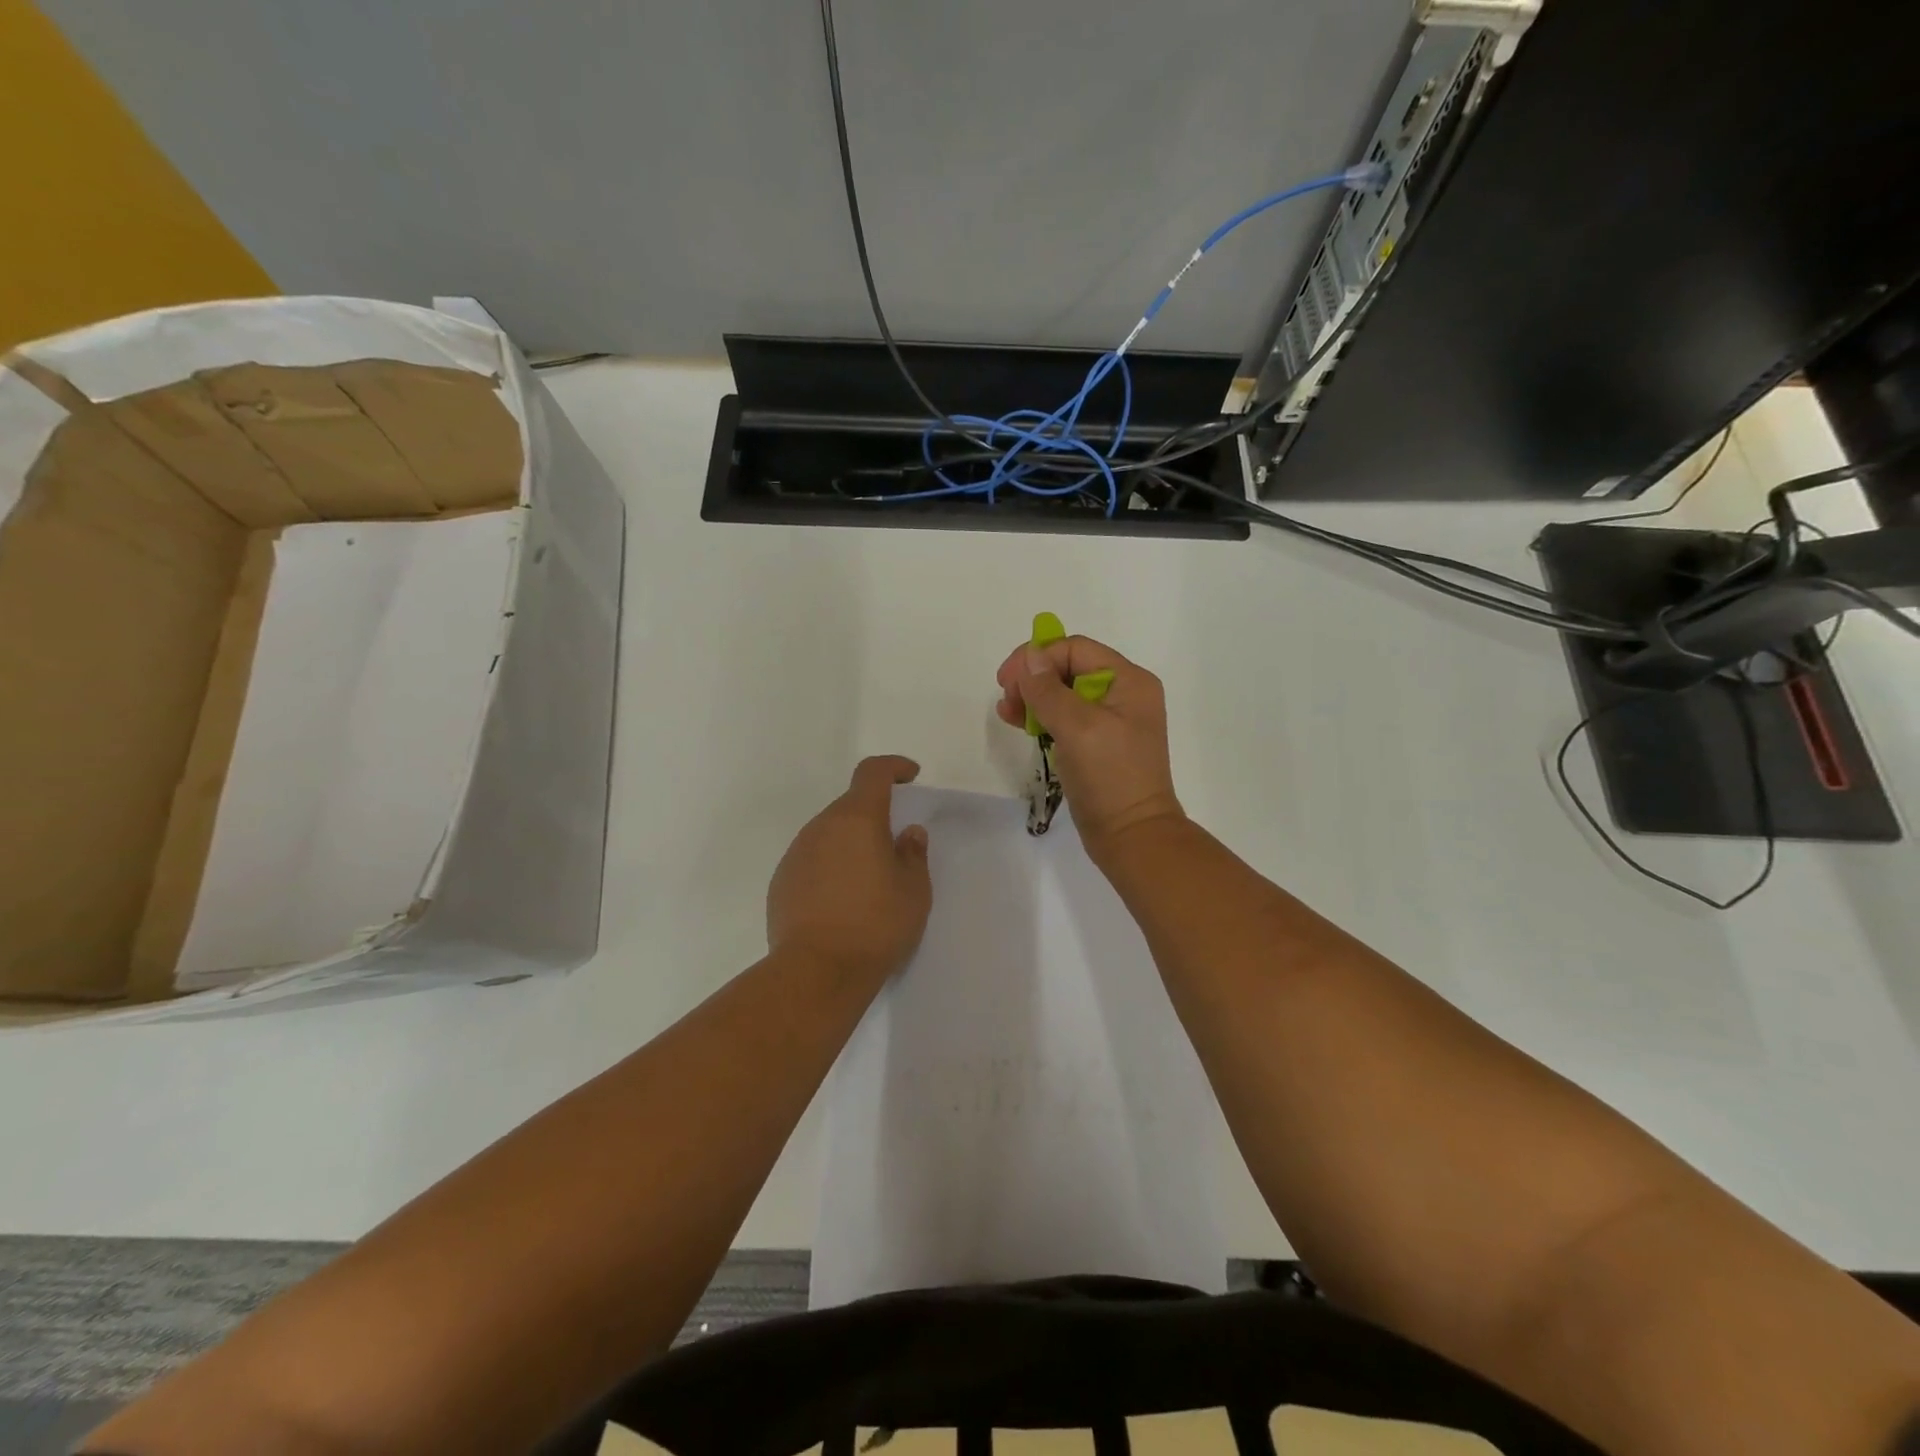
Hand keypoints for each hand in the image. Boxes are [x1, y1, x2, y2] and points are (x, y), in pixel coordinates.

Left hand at [767, 756, 931, 984]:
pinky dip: (830, 868)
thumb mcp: (914, 891)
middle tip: (895, 847)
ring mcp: (796, 854)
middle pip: (850, 806)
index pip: (872, 772)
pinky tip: (842, 902)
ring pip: (829, 835)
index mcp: (857, 819)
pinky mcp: (781, 882)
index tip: (910, 776)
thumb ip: (913, 855)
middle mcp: (821, 827)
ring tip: (869, 881)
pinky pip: (812, 861)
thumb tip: (908, 834)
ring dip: (850, 844)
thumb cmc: (876, 925)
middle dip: (874, 816)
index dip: (893, 767)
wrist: (817, 972)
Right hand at [995, 635, 1184, 859]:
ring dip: (1033, 697)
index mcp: (1129, 681)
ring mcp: (1111, 720)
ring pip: (1063, 693)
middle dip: (1033, 678)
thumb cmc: (1109, 776)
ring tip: (1007, 712)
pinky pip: (1065, 718)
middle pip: (1068, 668)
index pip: (1076, 649)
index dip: (1038, 658)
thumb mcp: (1077, 726)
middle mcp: (1123, 694)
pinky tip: (1019, 723)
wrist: (1132, 836)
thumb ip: (1048, 689)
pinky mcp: (1097, 744)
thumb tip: (1029, 656)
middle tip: (1006, 697)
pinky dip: (1042, 717)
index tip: (1006, 680)